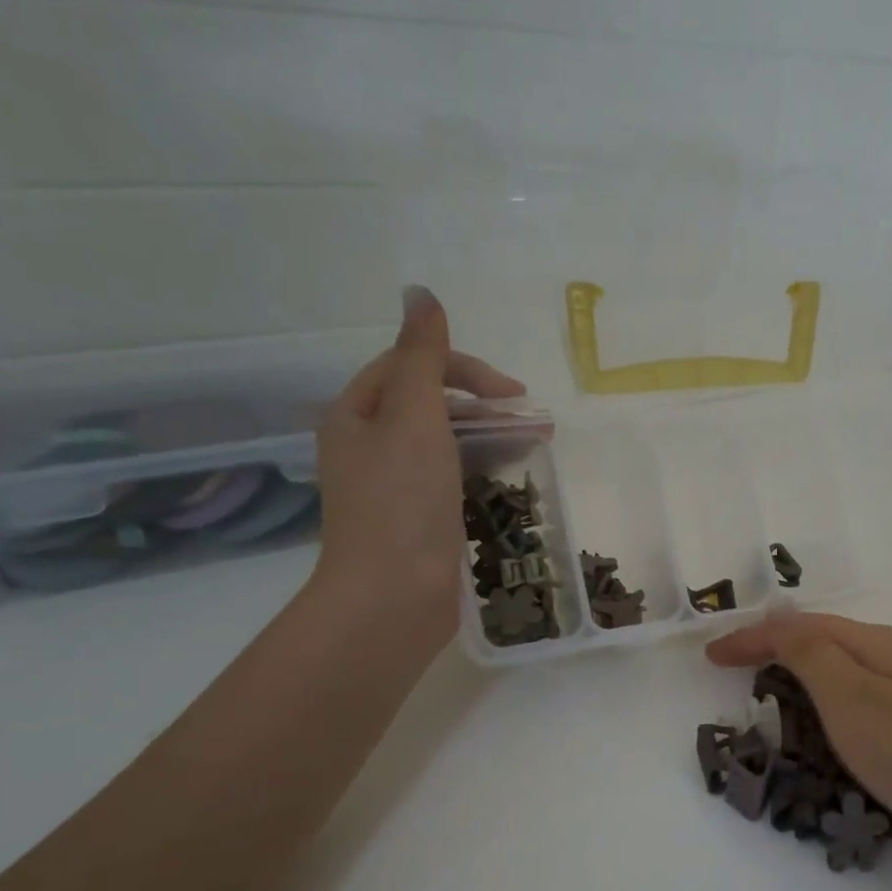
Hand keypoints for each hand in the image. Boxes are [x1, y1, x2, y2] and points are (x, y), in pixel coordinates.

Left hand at [311, 287, 524, 632]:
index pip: (410, 367)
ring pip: (445, 443)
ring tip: (536, 443)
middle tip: (531, 416)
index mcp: (355, 415)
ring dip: (489, 435)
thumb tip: (420, 292)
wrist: (392, 597)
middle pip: (429, 404)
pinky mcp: (418, 521)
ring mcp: (394, 488)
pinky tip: (511, 476)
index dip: (462, 368)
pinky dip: (482, 469)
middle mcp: (369, 447)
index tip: (513, 393)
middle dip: (483, 404)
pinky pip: (452, 479)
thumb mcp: (414, 416)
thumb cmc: (401, 501)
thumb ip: (423, 356)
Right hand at [705, 612, 891, 860]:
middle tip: (737, 672)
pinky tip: (828, 724)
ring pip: (844, 670)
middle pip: (824, 641)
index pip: (800, 627)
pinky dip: (829, 703)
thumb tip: (781, 620)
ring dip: (802, 675)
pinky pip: (861, 698)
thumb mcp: (851, 697)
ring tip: (771, 694)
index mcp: (876, 643)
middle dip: (776, 650)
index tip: (710, 656)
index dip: (752, 638)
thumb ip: (812, 654)